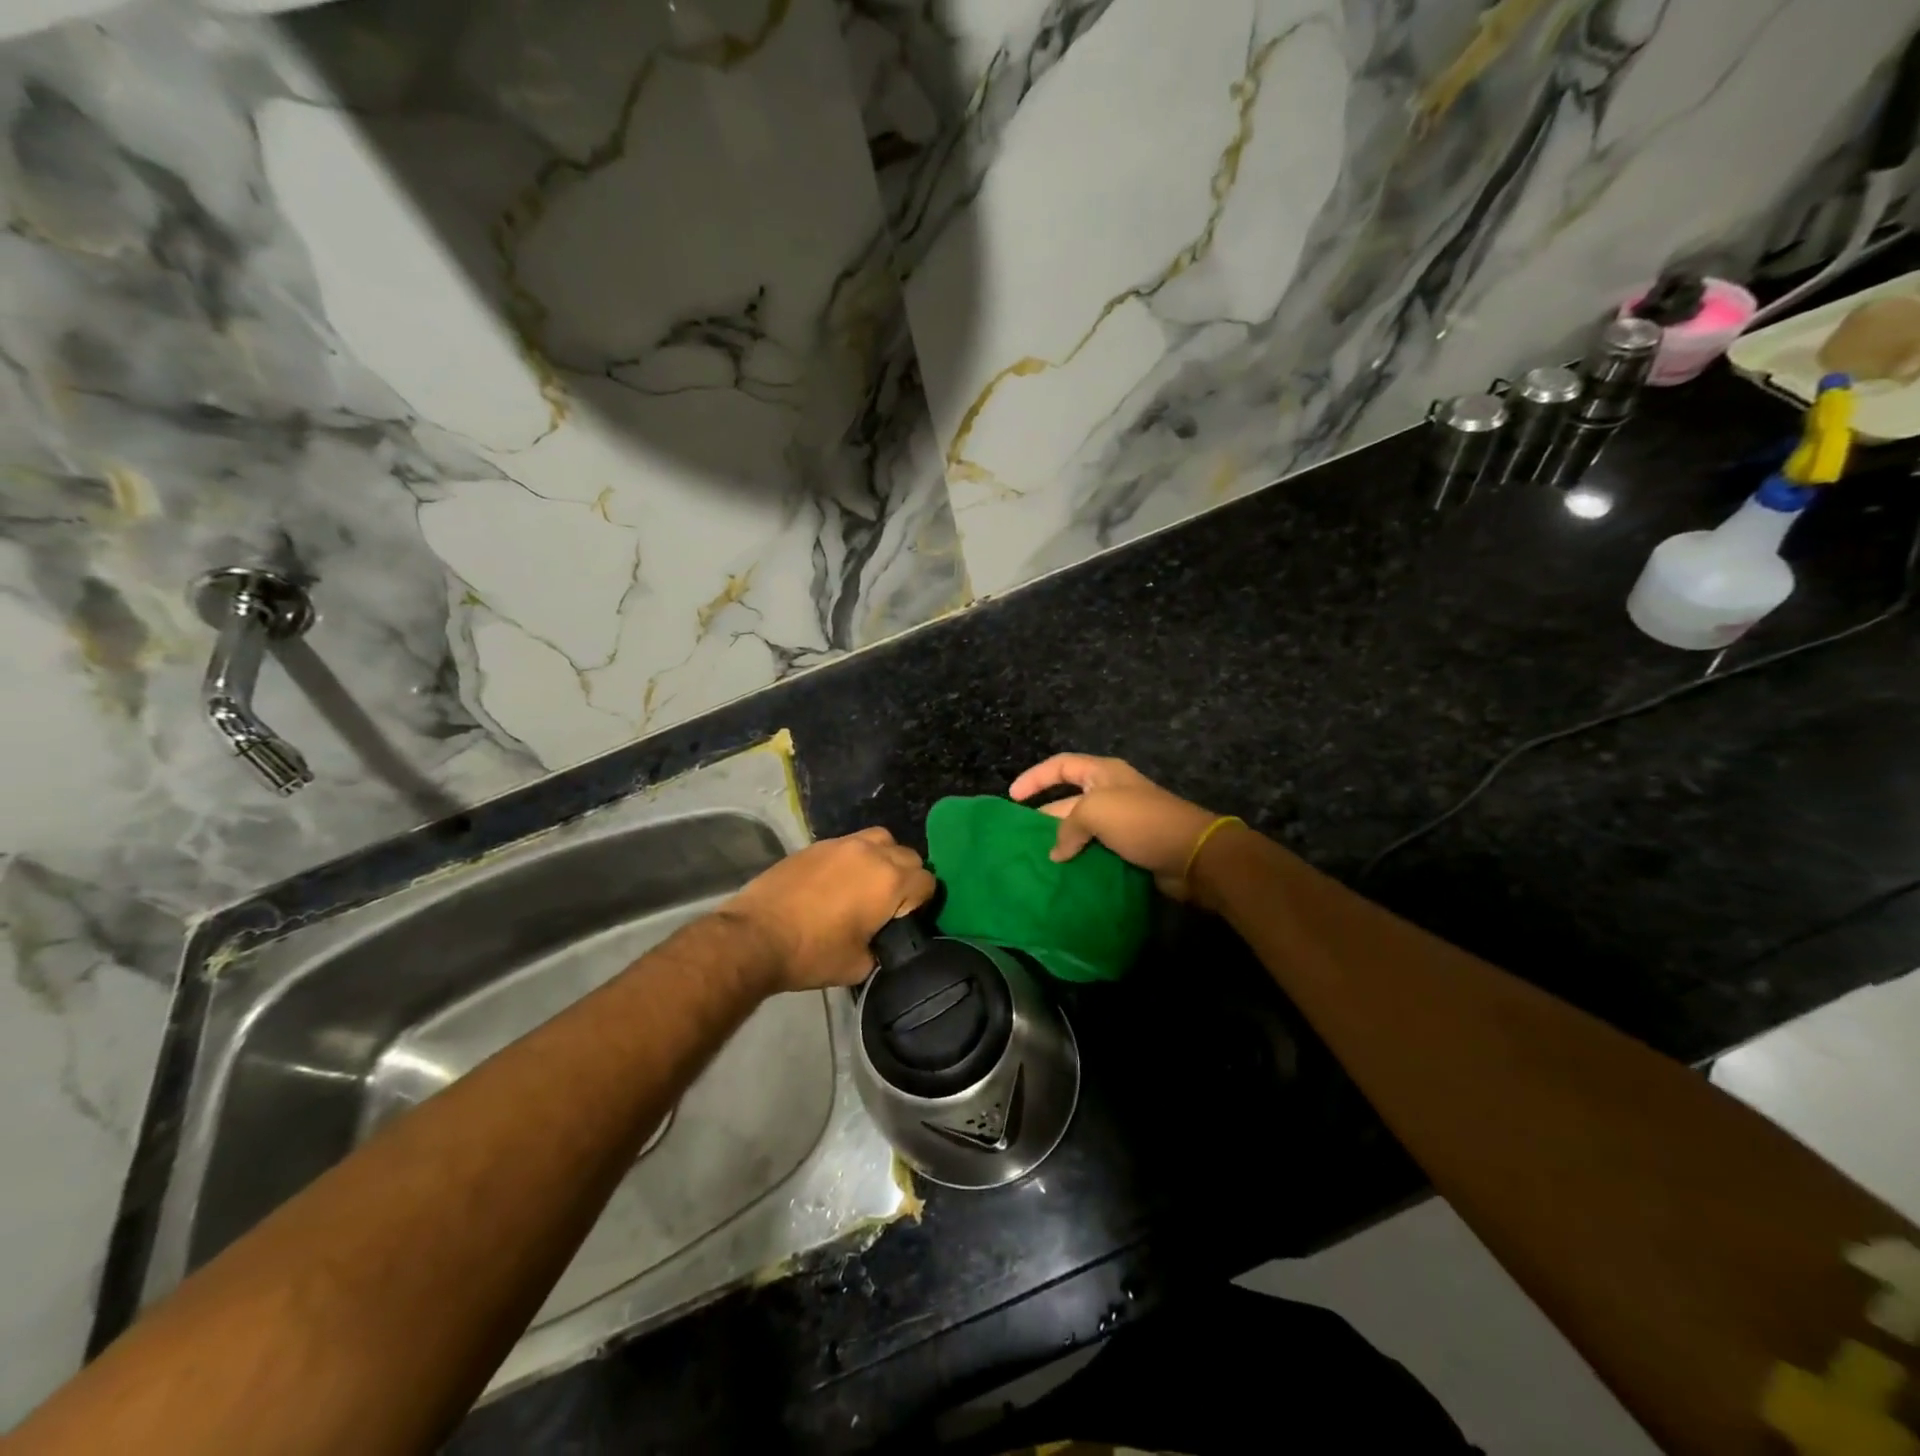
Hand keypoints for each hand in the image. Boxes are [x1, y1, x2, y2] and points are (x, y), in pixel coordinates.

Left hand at [721, 828, 936, 992]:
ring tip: (867, 884)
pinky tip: (837, 883)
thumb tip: (882, 941)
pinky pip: (849, 844)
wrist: (755, 936)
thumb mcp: (859, 965)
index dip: (922, 903)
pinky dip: (853, 858)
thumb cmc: (812, 953)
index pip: (927, 882)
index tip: (906, 921)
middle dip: (906, 878)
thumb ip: (883, 947)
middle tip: (888, 905)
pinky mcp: (816, 845)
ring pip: (879, 840)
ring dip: (882, 858)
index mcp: (890, 881)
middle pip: (908, 855)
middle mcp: (871, 852)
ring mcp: (842, 844)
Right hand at [1009, 754, 1228, 899]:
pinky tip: (1064, 875)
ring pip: (1081, 829)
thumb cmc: (1141, 821)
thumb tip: (1057, 852)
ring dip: (1062, 843)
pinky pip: (1096, 850)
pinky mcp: (1130, 848)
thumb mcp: (1096, 812)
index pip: (1061, 765)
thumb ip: (1067, 827)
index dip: (1035, 777)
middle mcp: (1111, 793)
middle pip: (1068, 800)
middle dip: (1045, 817)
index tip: (1013, 797)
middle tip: (1022, 839)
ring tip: (1038, 861)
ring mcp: (1122, 822)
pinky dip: (1080, 860)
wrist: (1192, 855)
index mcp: (1103, 773)